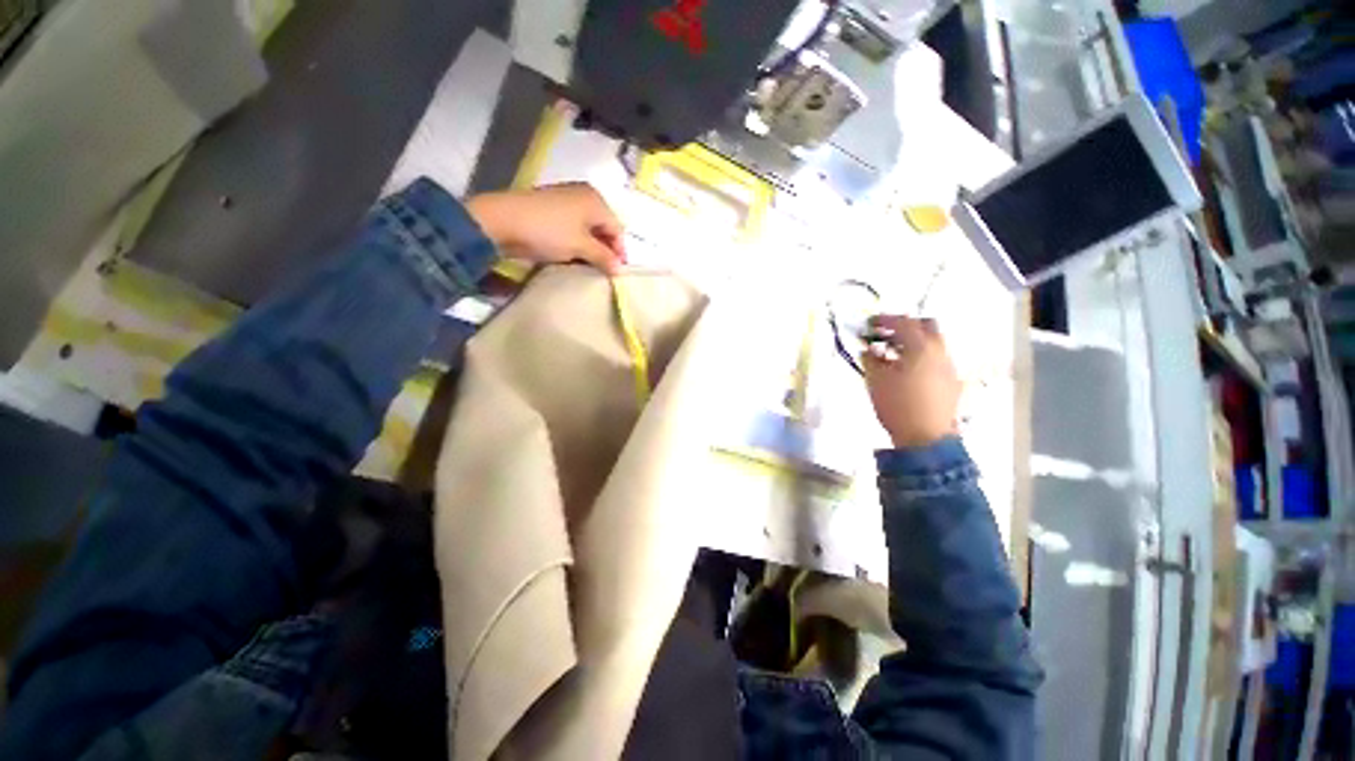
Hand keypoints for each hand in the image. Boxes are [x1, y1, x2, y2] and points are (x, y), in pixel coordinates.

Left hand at [466, 183, 625, 273]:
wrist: (501, 221)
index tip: (616, 273)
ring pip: (587, 229)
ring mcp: (565, 200)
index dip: (619, 252)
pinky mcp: (550, 208)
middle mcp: (583, 195)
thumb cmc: (548, 232)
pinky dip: (575, 242)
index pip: (617, 229)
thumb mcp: (580, 247)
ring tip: (587, 266)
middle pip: (603, 227)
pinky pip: (572, 227)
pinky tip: (571, 256)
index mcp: (595, 200)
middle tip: (603, 271)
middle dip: (604, 250)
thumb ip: (603, 258)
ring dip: (589, 248)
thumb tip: (620, 270)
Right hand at [862, 315, 960, 447]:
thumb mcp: (875, 380)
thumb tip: (868, 349)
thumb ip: (870, 359)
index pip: (903, 322)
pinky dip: (920, 356)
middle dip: (905, 326)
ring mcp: (948, 366)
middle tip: (885, 334)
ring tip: (892, 354)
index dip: (884, 320)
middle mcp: (940, 351)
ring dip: (913, 342)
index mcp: (921, 347)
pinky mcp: (951, 381)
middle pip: (926, 325)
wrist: (925, 437)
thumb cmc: (897, 405)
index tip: (869, 324)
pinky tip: (905, 371)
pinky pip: (936, 358)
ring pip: (933, 342)